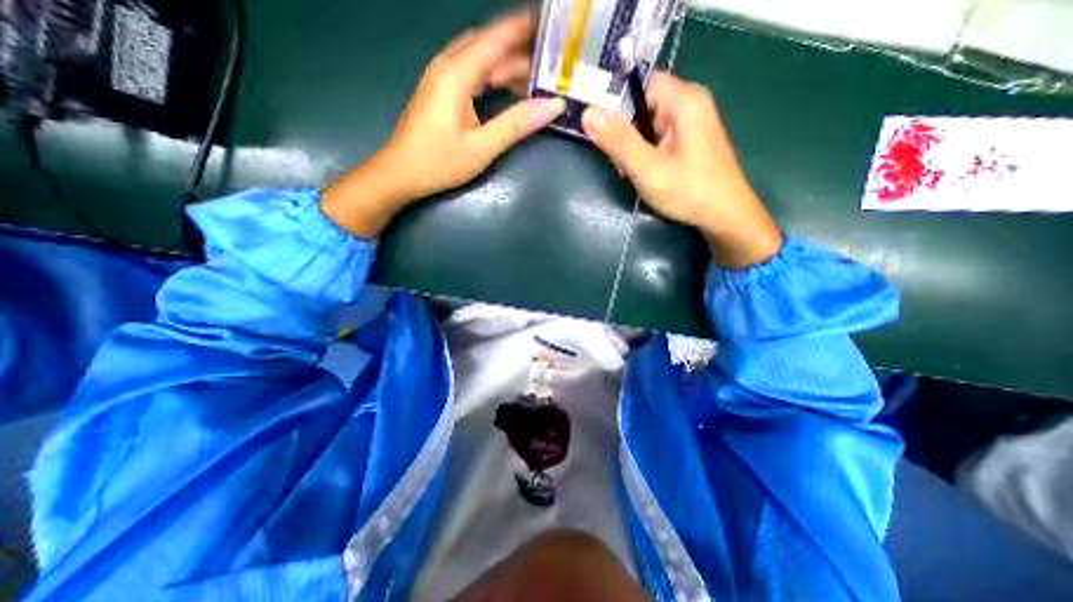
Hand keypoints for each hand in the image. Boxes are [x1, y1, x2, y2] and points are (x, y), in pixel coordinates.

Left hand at [321, 13, 563, 236]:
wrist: (401, 173)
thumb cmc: (439, 162)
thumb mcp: (482, 147)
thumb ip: (517, 124)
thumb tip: (554, 105)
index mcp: (457, 73)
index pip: (497, 38)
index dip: (524, 28)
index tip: (552, 25)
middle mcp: (448, 65)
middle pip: (490, 46)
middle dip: (521, 49)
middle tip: (552, 60)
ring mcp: (442, 77)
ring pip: (481, 58)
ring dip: (508, 64)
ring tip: (538, 75)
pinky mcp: (441, 90)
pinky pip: (472, 71)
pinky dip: (494, 75)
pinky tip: (509, 87)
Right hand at [587, 70, 780, 264]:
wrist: (725, 216)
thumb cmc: (688, 192)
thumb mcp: (647, 168)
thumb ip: (618, 141)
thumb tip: (587, 113)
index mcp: (684, 100)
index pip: (641, 85)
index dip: (619, 106)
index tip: (606, 134)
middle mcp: (691, 103)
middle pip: (645, 104)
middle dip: (626, 132)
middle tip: (620, 161)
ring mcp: (693, 122)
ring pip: (650, 122)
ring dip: (635, 145)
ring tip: (632, 170)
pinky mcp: (692, 139)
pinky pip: (660, 135)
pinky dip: (648, 151)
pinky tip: (646, 171)